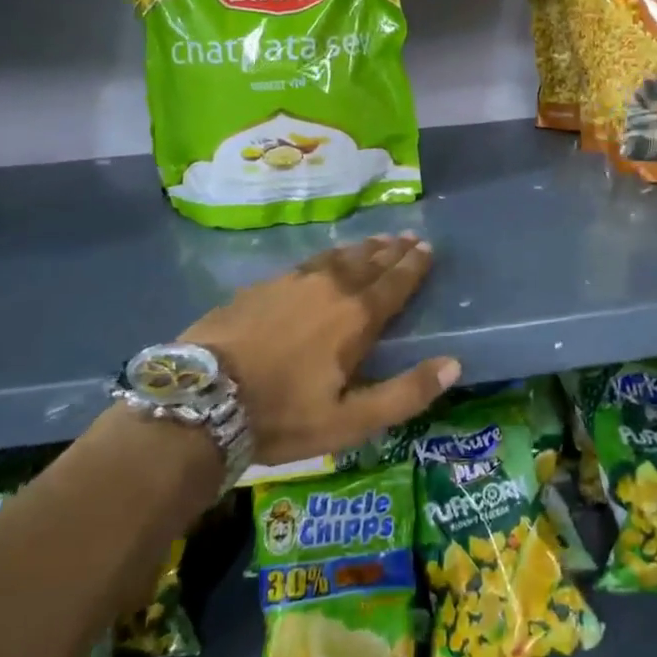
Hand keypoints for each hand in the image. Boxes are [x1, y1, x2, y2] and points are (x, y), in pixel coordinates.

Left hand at [185, 234, 458, 464]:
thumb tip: (454, 365)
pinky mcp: (263, 286)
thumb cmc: (282, 415)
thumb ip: (405, 393)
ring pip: (338, 257)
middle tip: (409, 236)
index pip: (394, 283)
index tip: (428, 247)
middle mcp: (330, 288)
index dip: (414, 265)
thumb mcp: (350, 420)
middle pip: (369, 263)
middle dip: (392, 250)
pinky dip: (329, 256)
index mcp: (356, 318)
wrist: (202, 399)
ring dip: (363, 248)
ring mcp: (293, 282)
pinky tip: (327, 258)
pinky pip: (309, 261)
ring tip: (377, 240)